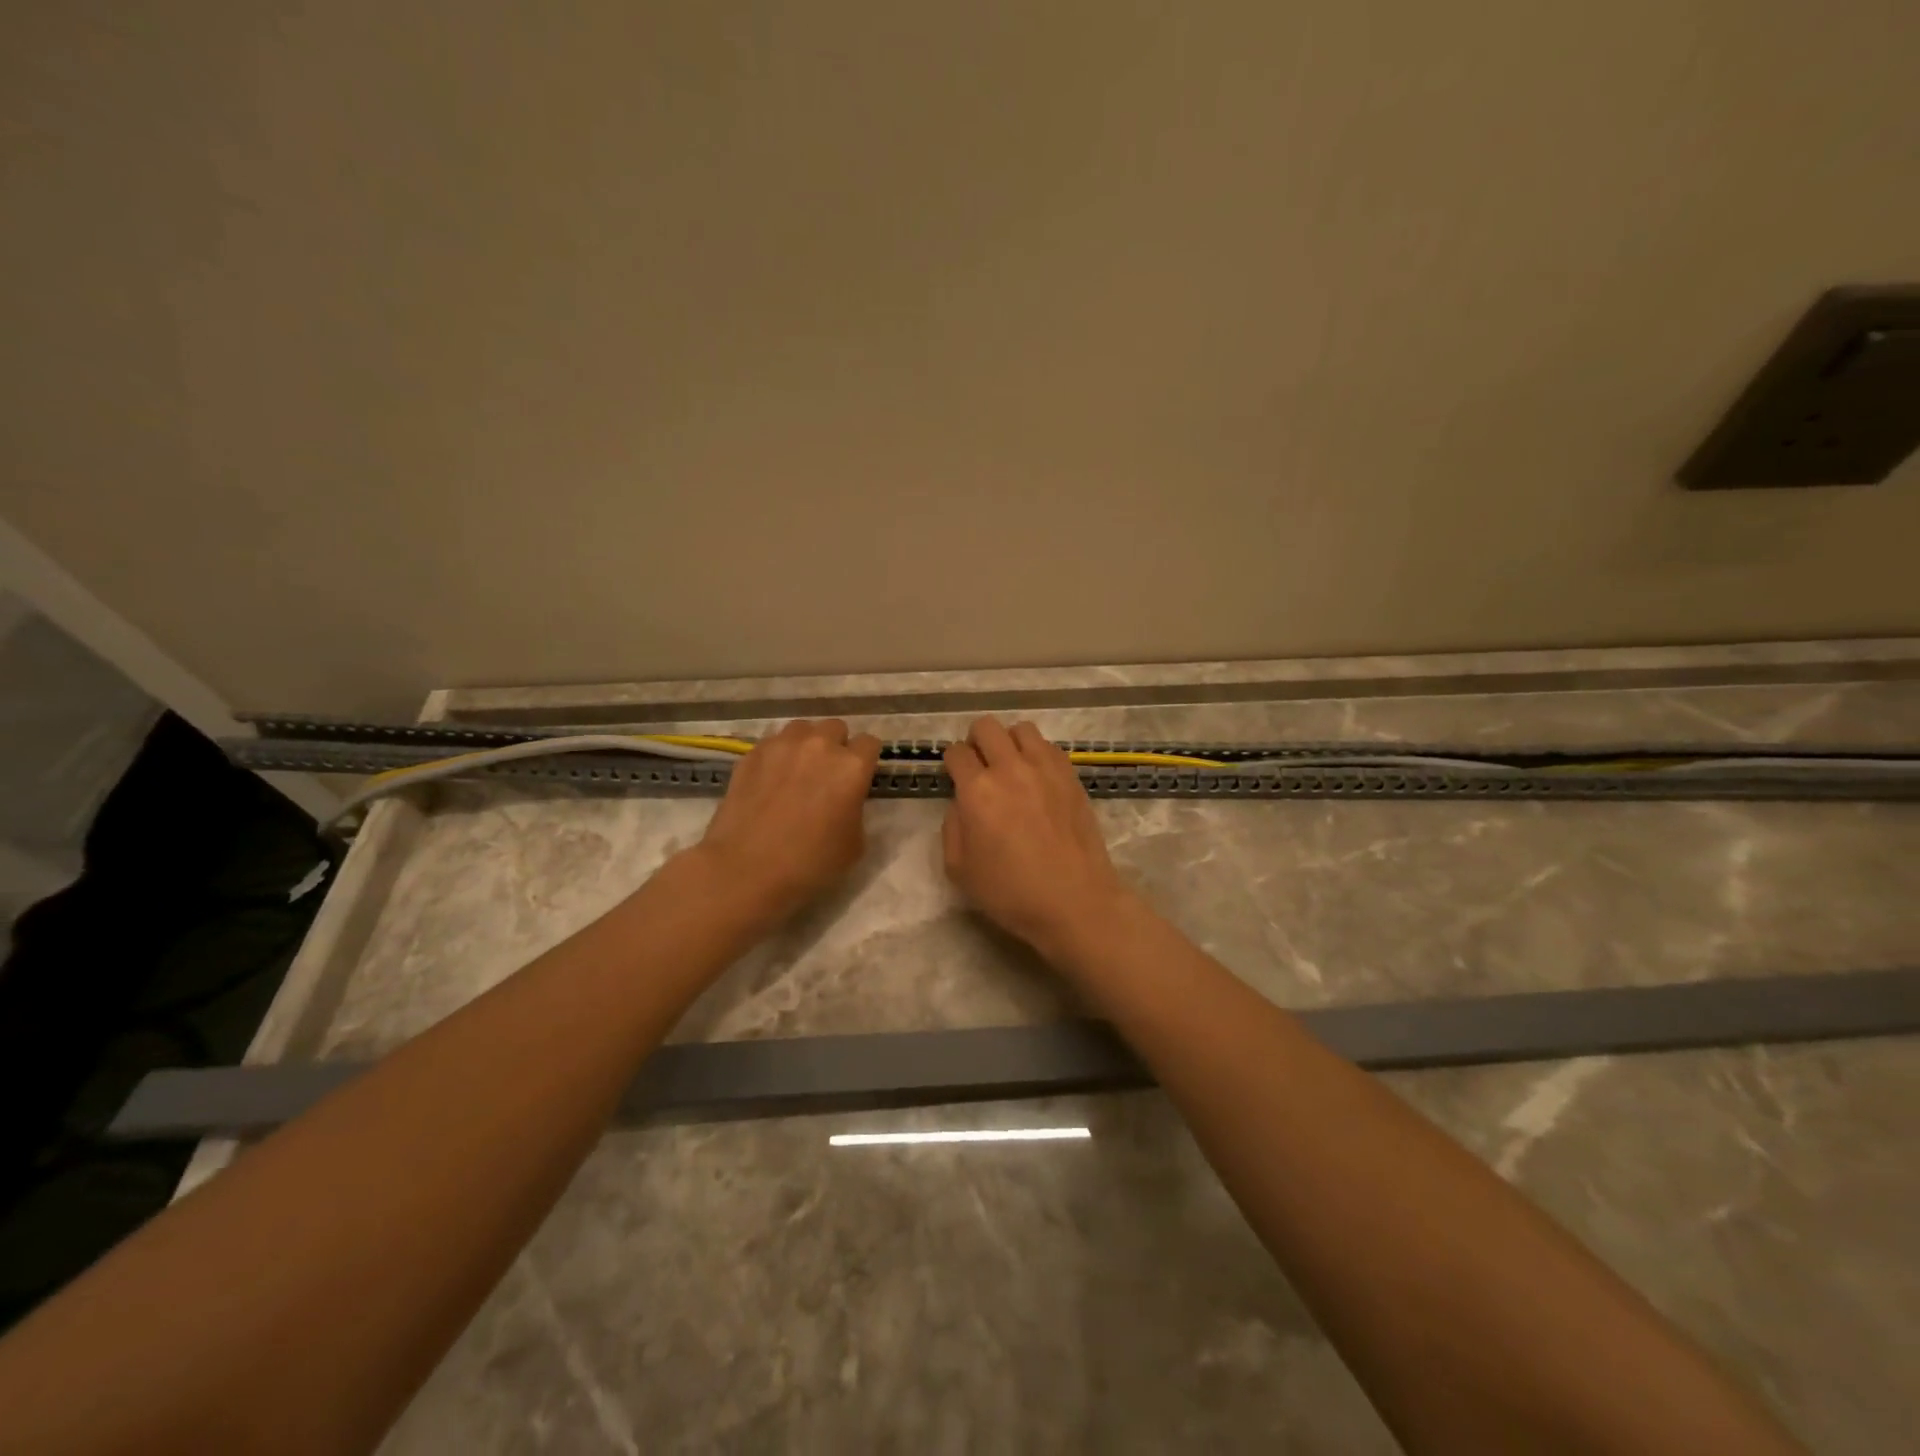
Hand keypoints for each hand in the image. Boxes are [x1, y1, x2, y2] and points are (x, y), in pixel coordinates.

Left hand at [695, 719, 881, 923]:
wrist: (747, 869)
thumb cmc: (810, 863)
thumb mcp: (854, 845)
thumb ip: (856, 811)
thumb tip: (846, 801)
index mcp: (852, 767)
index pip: (870, 743)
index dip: (866, 760)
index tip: (859, 777)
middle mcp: (819, 745)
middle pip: (836, 728)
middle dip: (837, 746)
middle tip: (828, 774)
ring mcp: (781, 745)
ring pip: (802, 729)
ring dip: (806, 744)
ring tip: (798, 770)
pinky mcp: (751, 754)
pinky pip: (772, 743)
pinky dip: (777, 755)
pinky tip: (770, 780)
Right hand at [942, 718, 1133, 961]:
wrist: (1075, 900)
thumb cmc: (1011, 892)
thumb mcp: (960, 868)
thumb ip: (952, 826)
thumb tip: (962, 803)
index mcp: (978, 791)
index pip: (956, 753)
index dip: (952, 764)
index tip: (956, 778)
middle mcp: (1010, 769)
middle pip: (986, 727)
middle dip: (976, 742)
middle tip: (980, 767)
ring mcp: (1045, 768)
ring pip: (1021, 729)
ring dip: (1009, 742)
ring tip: (1011, 767)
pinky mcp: (1071, 775)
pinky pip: (1048, 746)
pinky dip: (1037, 754)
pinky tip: (1037, 779)